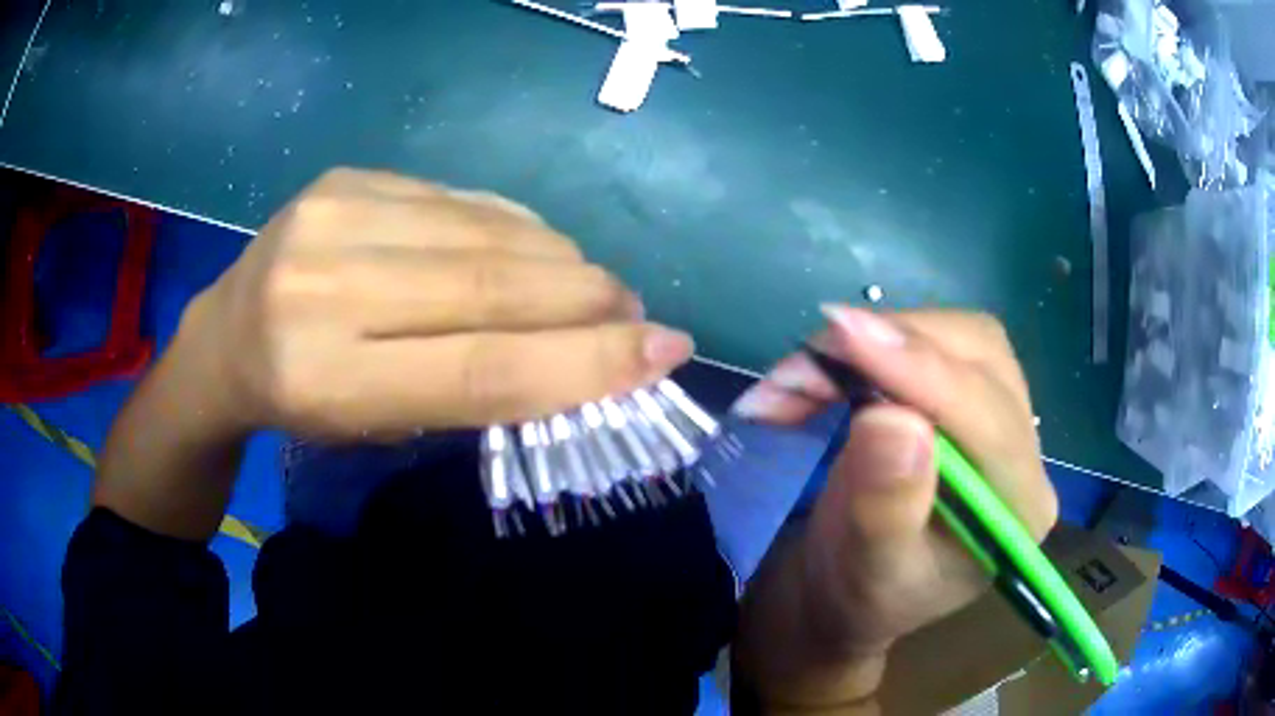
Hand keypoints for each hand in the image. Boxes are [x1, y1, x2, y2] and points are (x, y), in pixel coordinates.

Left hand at [184, 168, 693, 437]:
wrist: (225, 339)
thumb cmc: (303, 406)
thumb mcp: (381, 427)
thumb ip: (473, 389)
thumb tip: (585, 351)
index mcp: (325, 382)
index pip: (479, 368)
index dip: (584, 362)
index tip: (665, 350)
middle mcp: (322, 288)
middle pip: (493, 287)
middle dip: (589, 301)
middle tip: (636, 316)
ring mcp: (332, 217)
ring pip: (487, 233)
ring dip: (562, 261)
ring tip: (590, 287)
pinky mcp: (347, 178)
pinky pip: (462, 200)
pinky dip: (516, 228)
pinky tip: (533, 251)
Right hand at [732, 306, 1056, 708]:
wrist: (844, 592)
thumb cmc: (857, 597)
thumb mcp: (867, 573)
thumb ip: (887, 507)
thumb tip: (892, 418)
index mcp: (1018, 509)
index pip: (989, 421)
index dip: (922, 373)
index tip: (846, 335)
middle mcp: (1022, 452)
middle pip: (978, 358)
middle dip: (890, 348)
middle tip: (803, 368)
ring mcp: (997, 415)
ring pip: (952, 337)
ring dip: (872, 340)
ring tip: (797, 376)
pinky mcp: (962, 395)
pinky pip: (925, 341)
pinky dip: (866, 344)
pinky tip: (820, 368)